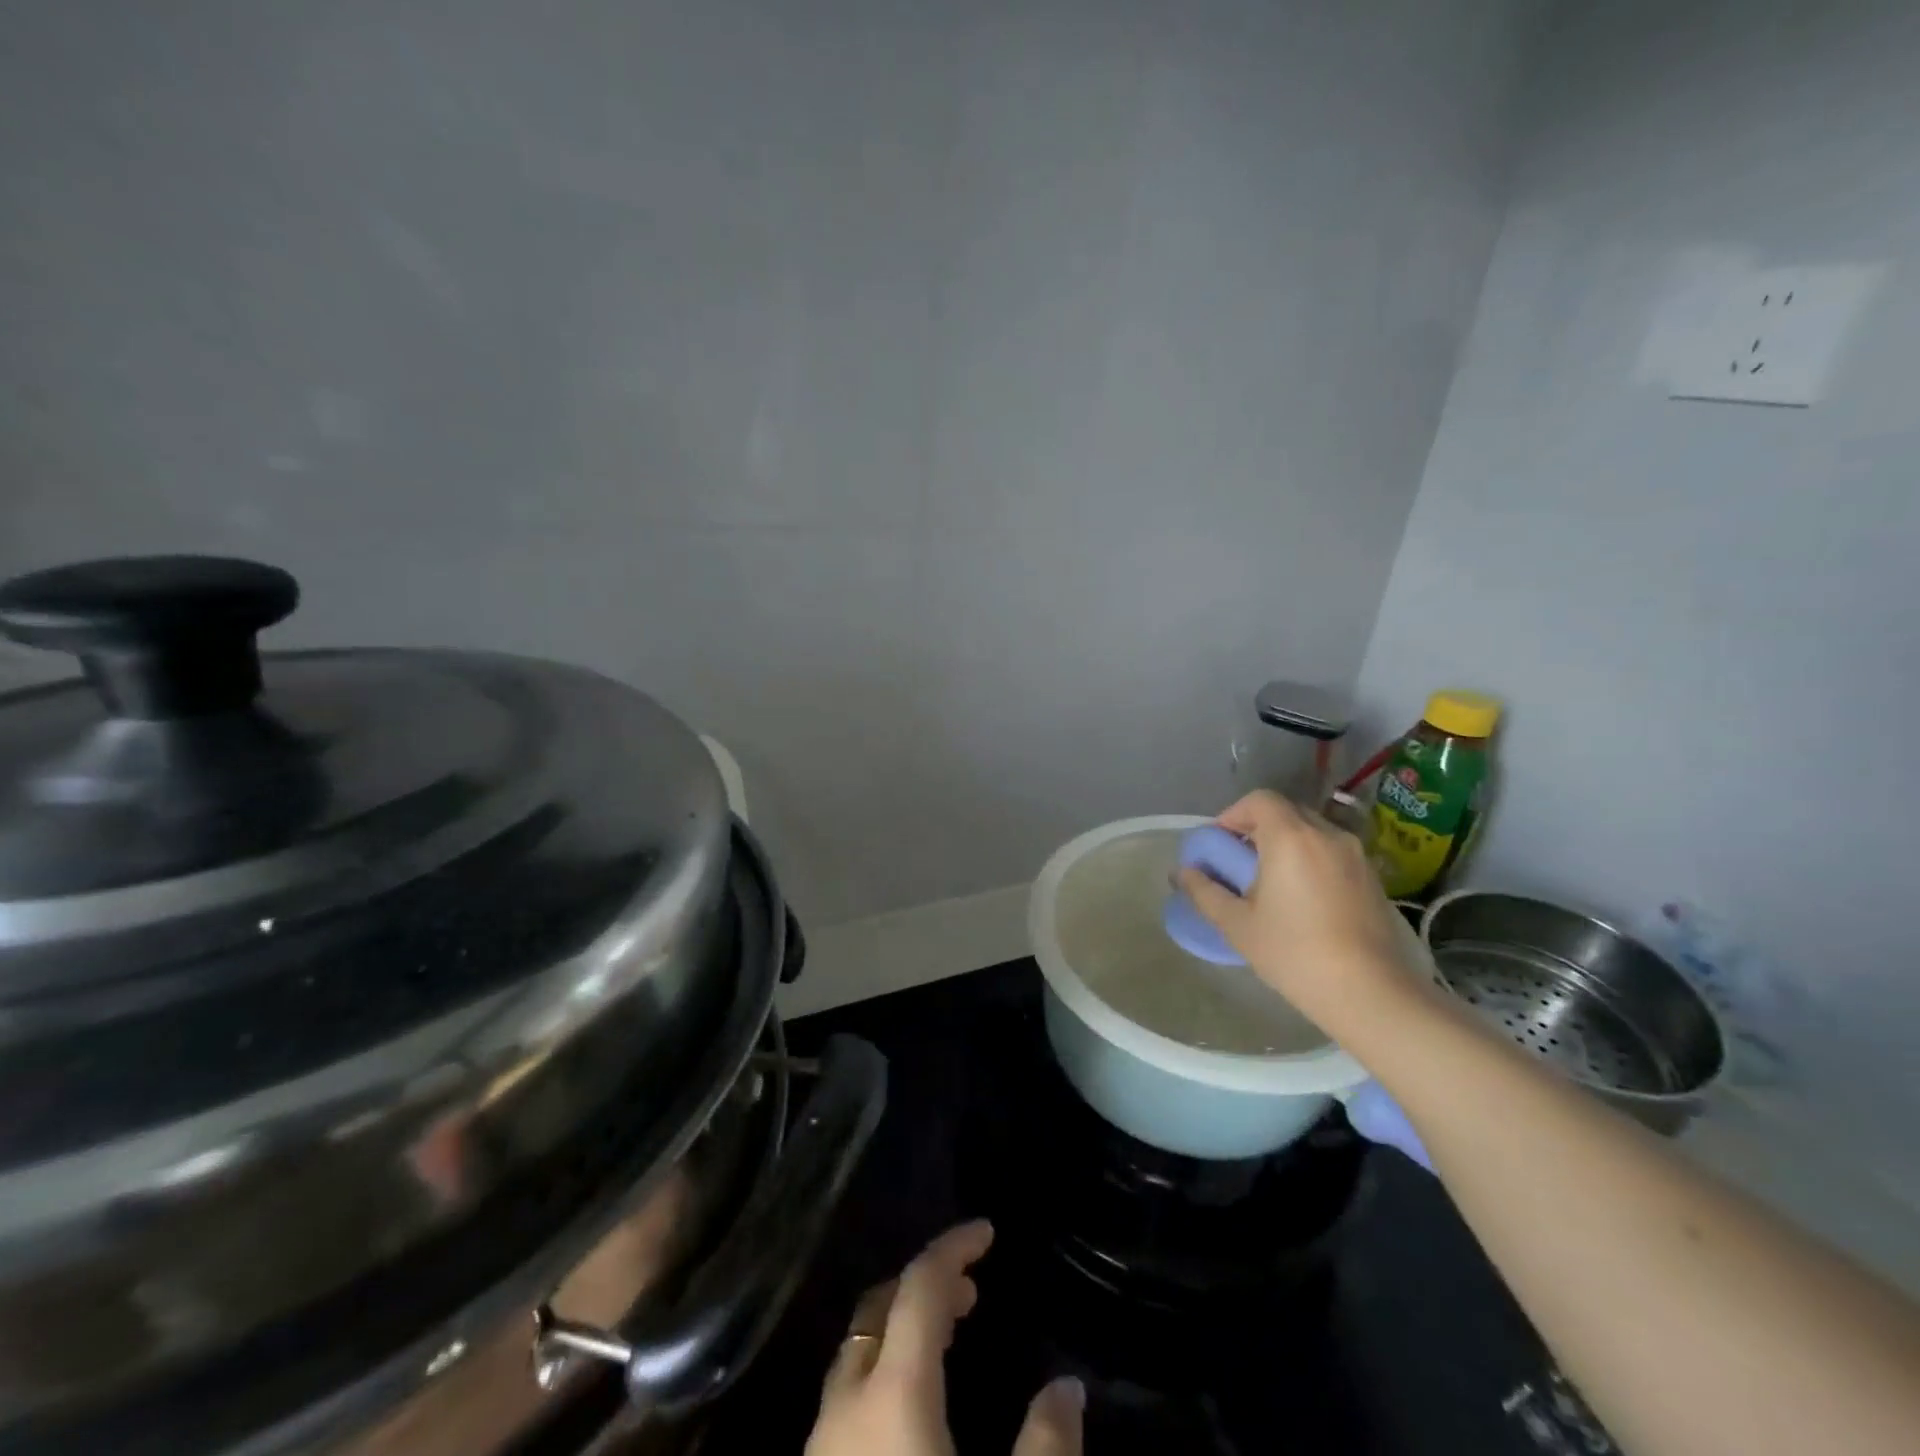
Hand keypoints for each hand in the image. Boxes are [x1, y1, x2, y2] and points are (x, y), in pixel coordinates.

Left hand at [805, 1221, 1083, 1455]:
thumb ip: (1046, 1448)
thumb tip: (1068, 1389)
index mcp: (892, 1393)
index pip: (919, 1286)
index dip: (953, 1247)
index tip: (987, 1230)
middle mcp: (845, 1406)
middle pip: (878, 1309)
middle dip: (924, 1287)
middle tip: (973, 1292)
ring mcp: (818, 1448)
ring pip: (857, 1355)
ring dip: (901, 1331)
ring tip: (948, 1341)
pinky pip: (847, 1400)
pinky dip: (882, 1375)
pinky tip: (911, 1415)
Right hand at [1176, 790, 1410, 1029]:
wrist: (1370, 993)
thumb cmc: (1294, 953)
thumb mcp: (1237, 925)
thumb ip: (1205, 892)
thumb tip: (1183, 873)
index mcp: (1291, 838)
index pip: (1259, 800)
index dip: (1234, 814)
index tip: (1220, 843)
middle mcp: (1327, 835)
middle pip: (1286, 812)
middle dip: (1258, 828)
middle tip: (1240, 862)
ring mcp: (1356, 856)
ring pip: (1312, 832)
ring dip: (1286, 844)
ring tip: (1271, 882)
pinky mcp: (1374, 878)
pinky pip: (1333, 852)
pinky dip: (1311, 860)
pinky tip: (1303, 899)